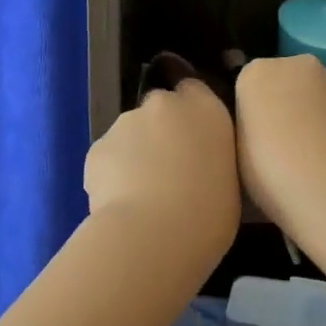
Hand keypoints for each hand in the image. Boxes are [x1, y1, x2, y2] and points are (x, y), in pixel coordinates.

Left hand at [83, 79, 239, 254]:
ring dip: (135, 154)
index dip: (189, 111)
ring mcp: (126, 122)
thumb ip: (210, 159)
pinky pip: (108, 158)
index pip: (194, 89)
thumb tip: (196, 166)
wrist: (154, 236)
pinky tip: (121, 204)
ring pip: (130, 134)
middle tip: (168, 170)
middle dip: (160, 131)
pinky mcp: (97, 147)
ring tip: (142, 195)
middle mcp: (164, 104)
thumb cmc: (209, 216)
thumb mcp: (229, 182)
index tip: (191, 137)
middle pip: (159, 109)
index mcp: (206, 110)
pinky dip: (112, 175)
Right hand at [234, 55, 325, 235]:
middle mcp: (296, 65)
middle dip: (282, 104)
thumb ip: (247, 126)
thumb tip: (260, 127)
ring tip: (308, 157)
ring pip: (314, 96)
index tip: (252, 138)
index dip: (251, 112)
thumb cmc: (270, 170)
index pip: (247, 84)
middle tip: (278, 145)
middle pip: (284, 81)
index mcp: (256, 73)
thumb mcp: (238, 148)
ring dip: (310, 115)